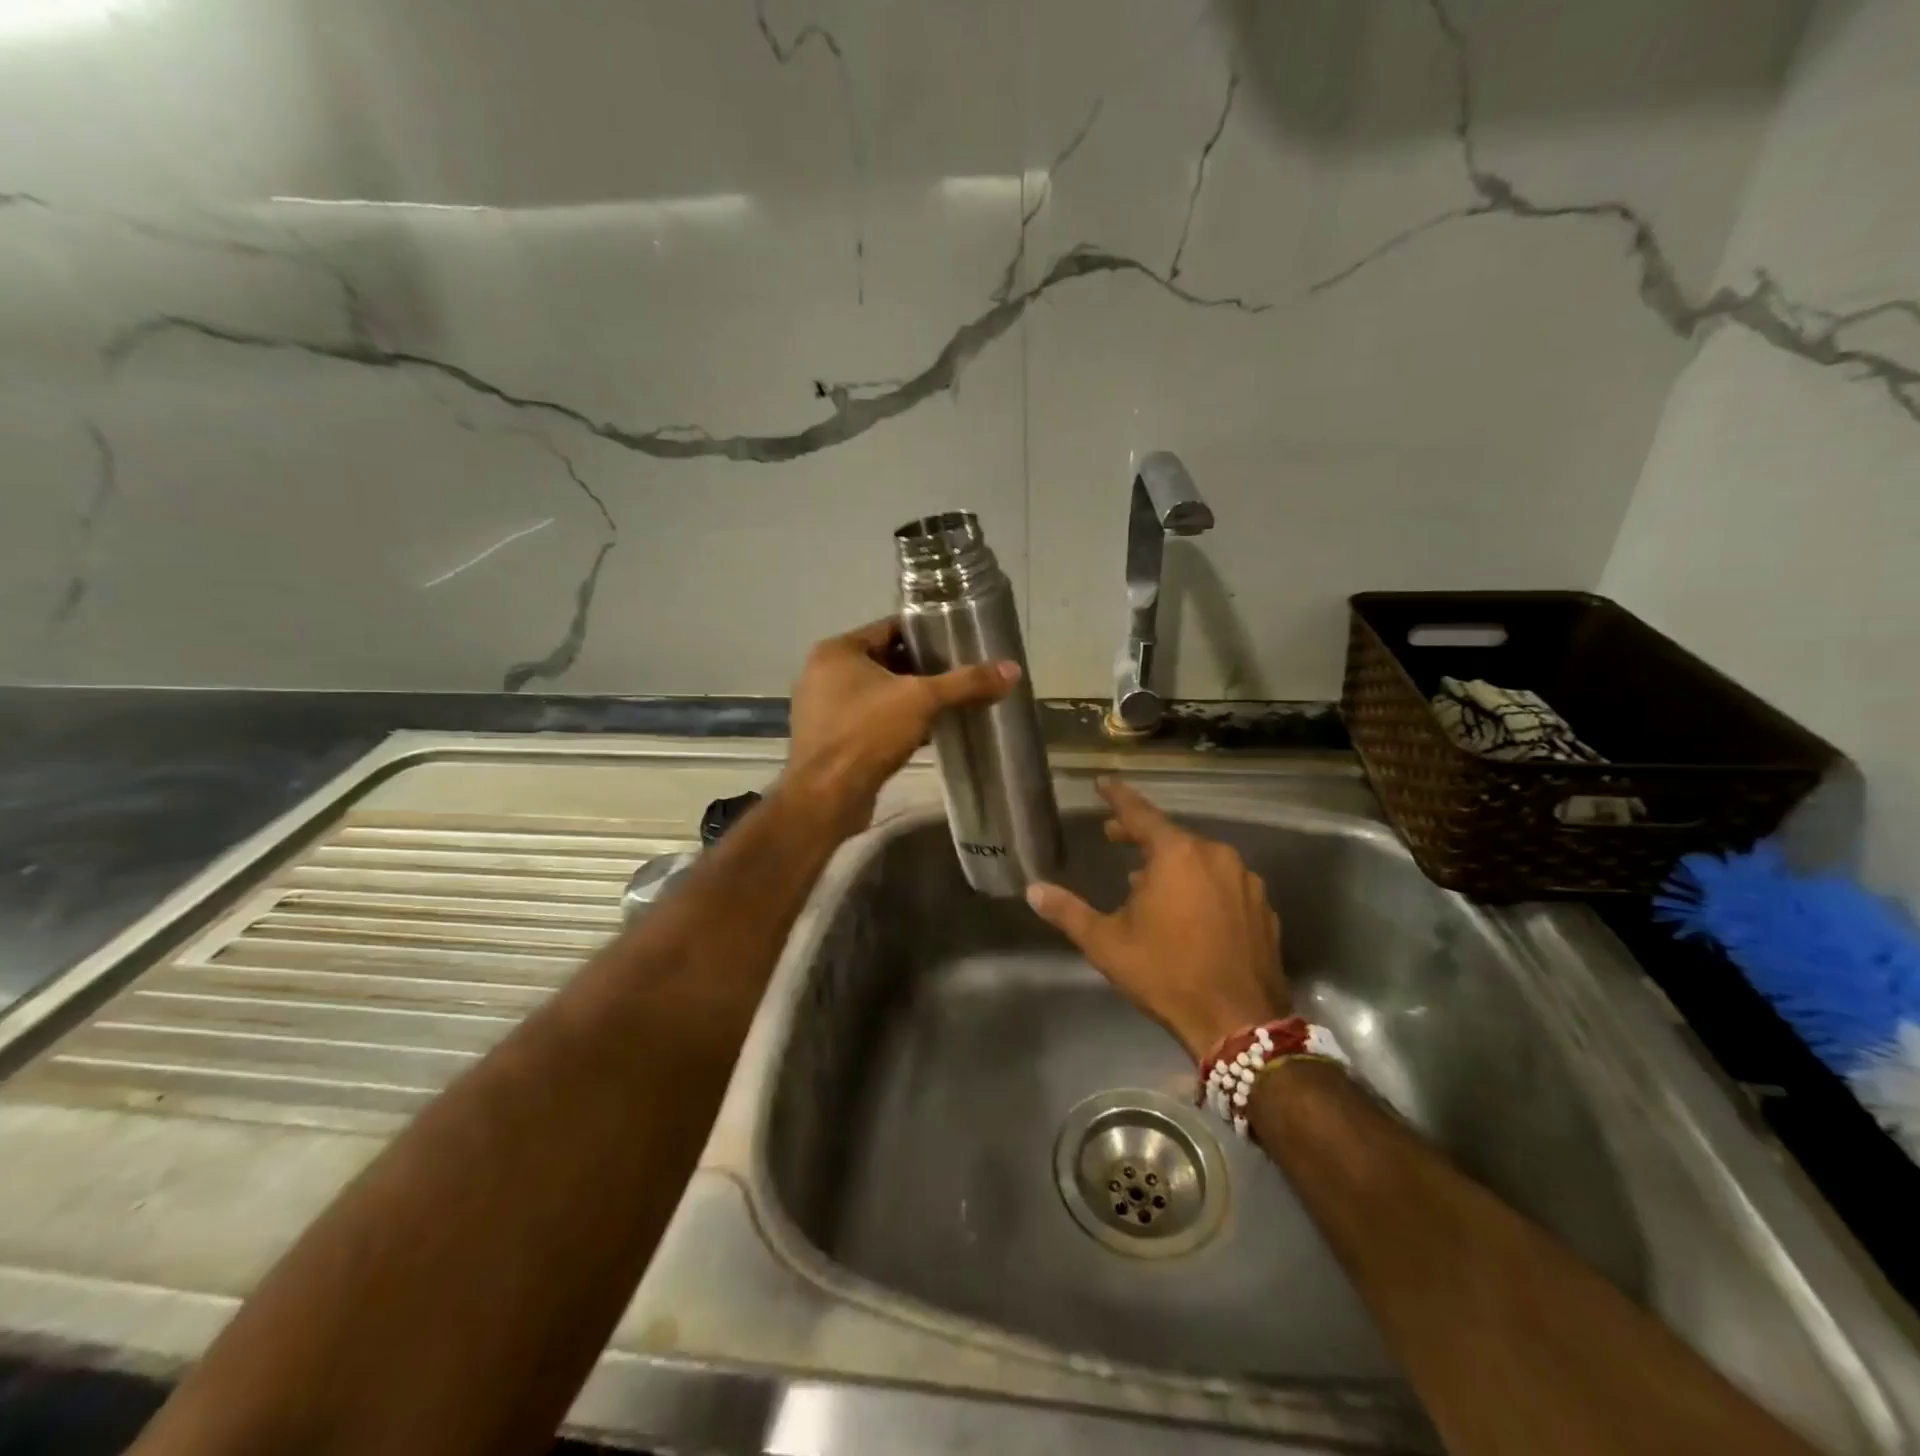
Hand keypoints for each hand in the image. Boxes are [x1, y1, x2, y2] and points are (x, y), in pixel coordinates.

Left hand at [786, 618, 1019, 837]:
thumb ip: (966, 683)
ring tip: (949, 702)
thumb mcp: (922, 700)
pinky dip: (895, 722)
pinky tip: (927, 732)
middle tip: (960, 673)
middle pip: (884, 661)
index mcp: (837, 651)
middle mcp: (824, 674)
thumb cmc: (868, 734)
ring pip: (877, 694)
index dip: (925, 633)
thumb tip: (1012, 670)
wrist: (827, 798)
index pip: (889, 628)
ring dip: (909, 698)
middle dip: (921, 669)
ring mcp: (823, 709)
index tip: (957, 640)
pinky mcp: (830, 740)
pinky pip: (870, 720)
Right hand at [1027, 777, 1287, 1060]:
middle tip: (1114, 836)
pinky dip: (1201, 885)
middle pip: (1171, 835)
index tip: (1103, 783)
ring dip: (1172, 863)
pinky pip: (1224, 883)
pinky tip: (1188, 910)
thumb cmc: (1166, 974)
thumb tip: (1033, 890)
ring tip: (1146, 881)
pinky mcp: (1263, 909)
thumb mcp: (1106, 943)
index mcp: (1177, 854)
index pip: (1140, 813)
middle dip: (1140, 834)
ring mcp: (1246, 882)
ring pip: (1200, 859)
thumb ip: (1068, 911)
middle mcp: (1216, 856)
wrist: (1238, 1023)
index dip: (1118, 797)